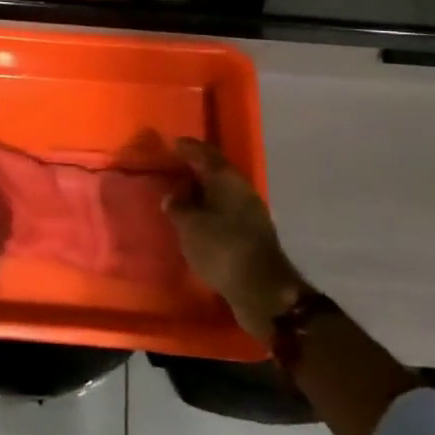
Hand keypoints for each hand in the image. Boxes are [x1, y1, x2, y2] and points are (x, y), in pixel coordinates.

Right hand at [165, 137, 306, 339]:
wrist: (263, 291)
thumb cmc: (222, 248)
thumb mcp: (190, 226)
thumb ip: (178, 207)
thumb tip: (172, 196)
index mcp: (227, 179)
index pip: (205, 153)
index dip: (188, 147)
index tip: (171, 143)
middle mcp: (241, 190)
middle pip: (215, 172)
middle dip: (194, 169)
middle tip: (172, 169)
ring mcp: (249, 213)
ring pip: (220, 194)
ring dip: (201, 193)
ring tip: (179, 197)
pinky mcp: (251, 235)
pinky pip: (224, 213)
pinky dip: (208, 213)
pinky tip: (195, 222)